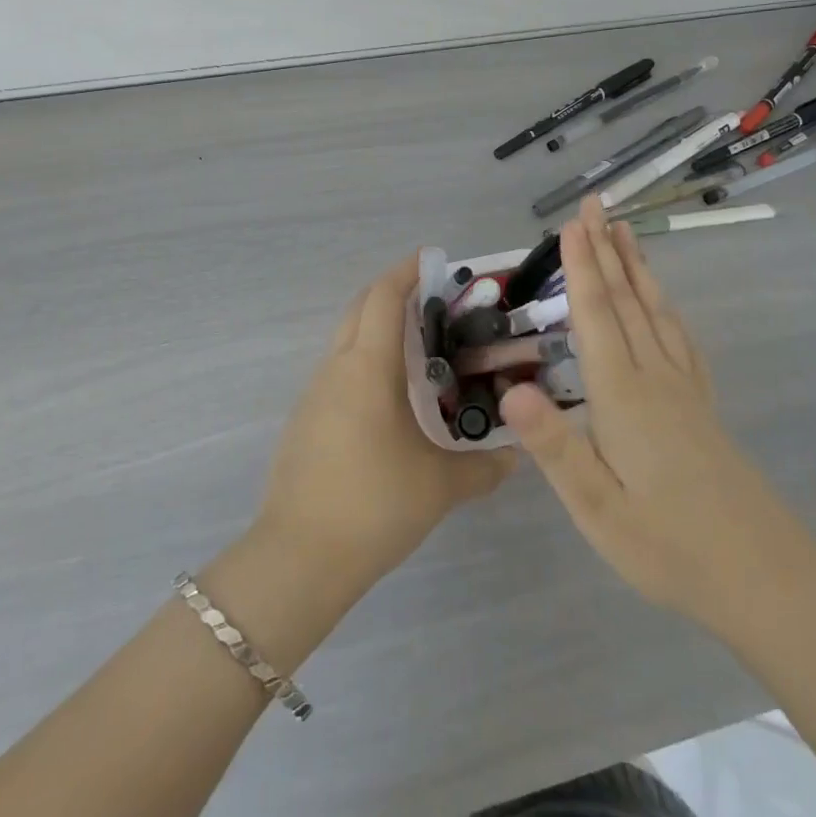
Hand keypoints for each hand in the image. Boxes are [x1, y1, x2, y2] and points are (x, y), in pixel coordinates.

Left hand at [258, 256, 514, 595]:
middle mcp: (337, 368)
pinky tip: (388, 396)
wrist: (299, 556)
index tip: (432, 259)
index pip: (384, 297)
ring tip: (418, 346)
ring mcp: (314, 393)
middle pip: (360, 308)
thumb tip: (516, 457)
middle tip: (432, 298)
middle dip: (391, 292)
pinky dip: (363, 360)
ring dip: (376, 328)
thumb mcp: (439, 487)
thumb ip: (483, 468)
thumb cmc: (374, 504)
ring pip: (345, 339)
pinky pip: (337, 370)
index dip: (406, 271)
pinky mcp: (304, 419)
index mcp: (368, 367)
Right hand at [498, 197, 815, 642]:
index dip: (581, 268)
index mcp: (623, 395)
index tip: (571, 224)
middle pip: (626, 300)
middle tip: (594, 205)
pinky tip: (662, 302)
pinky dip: (664, 305)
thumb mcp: (599, 509)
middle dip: (606, 250)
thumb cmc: (671, 547)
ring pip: (655, 311)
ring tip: (625, 231)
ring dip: (636, 267)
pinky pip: (679, 337)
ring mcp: (684, 389)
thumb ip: (555, 448)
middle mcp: (655, 377)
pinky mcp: (702, 405)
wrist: (767, 578)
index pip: (596, 316)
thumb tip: (510, 390)